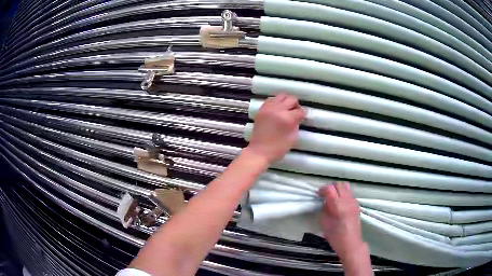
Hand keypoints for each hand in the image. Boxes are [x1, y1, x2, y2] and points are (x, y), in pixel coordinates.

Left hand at [246, 94, 305, 163]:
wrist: (259, 151)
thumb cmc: (278, 148)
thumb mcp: (293, 138)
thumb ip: (296, 124)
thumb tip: (298, 117)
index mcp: (287, 118)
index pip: (300, 111)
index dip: (303, 114)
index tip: (303, 117)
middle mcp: (278, 110)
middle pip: (291, 99)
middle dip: (296, 105)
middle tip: (295, 112)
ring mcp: (268, 108)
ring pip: (281, 96)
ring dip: (286, 101)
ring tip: (286, 110)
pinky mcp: (261, 110)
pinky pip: (271, 100)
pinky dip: (276, 102)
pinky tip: (277, 110)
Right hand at [318, 182, 365, 260]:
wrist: (351, 243)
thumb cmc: (335, 236)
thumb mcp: (324, 223)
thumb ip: (325, 209)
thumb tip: (325, 201)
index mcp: (338, 205)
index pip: (330, 189)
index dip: (322, 190)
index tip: (318, 194)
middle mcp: (347, 200)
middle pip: (339, 184)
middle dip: (330, 187)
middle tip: (325, 195)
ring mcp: (353, 202)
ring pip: (346, 186)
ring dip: (338, 189)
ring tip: (333, 197)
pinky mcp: (357, 205)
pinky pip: (350, 193)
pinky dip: (343, 194)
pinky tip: (340, 203)